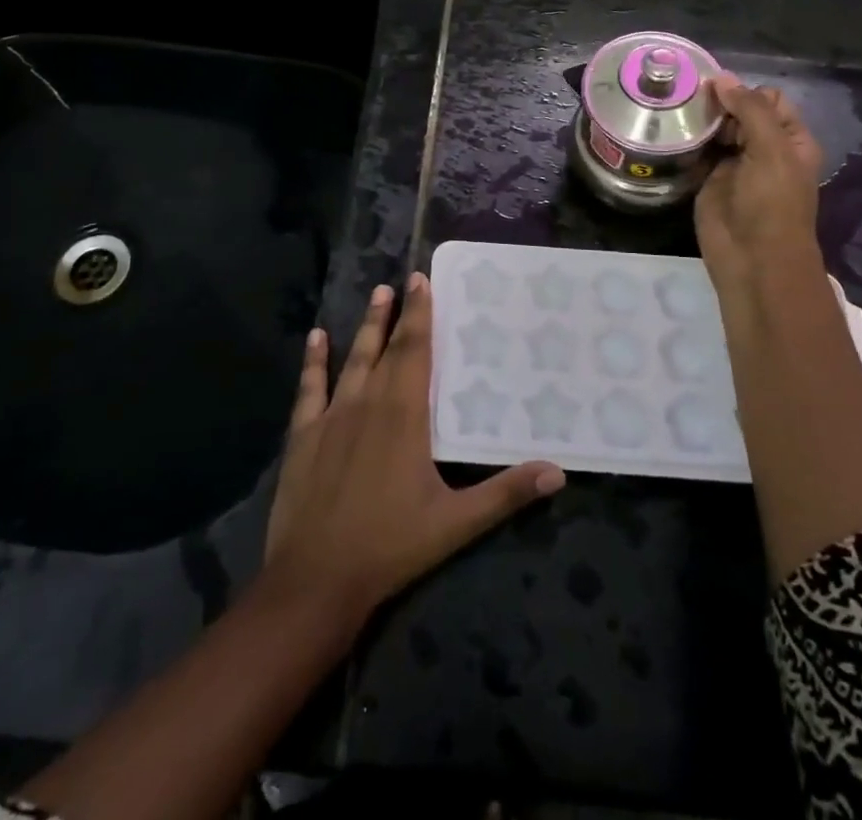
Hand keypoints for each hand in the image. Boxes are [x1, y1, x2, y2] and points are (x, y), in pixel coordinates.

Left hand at [263, 274, 564, 624]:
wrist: (316, 580)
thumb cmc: (390, 546)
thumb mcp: (456, 523)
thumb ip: (506, 494)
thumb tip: (558, 472)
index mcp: (404, 415)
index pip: (416, 351)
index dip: (420, 314)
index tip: (422, 281)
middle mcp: (368, 403)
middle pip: (386, 348)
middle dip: (398, 313)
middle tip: (404, 281)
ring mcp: (332, 417)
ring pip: (353, 359)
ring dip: (366, 327)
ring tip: (376, 295)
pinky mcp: (303, 436)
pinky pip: (309, 388)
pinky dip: (314, 361)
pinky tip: (316, 338)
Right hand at [695, 74, 826, 294]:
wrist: (752, 259)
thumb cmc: (772, 203)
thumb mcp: (771, 150)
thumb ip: (749, 110)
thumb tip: (721, 78)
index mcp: (790, 139)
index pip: (768, 99)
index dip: (744, 91)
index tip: (714, 89)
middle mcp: (763, 147)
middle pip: (739, 111)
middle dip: (718, 102)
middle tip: (688, 98)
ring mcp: (734, 164)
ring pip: (716, 129)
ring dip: (700, 119)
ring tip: (673, 107)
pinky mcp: (708, 179)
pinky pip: (698, 151)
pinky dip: (686, 140)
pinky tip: (668, 128)